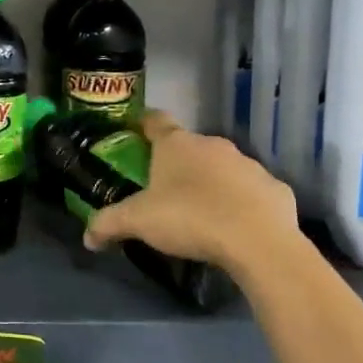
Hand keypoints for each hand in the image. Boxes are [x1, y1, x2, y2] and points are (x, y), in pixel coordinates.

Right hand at [83, 111, 305, 277]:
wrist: (258, 242)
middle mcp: (212, 145)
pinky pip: (252, 192)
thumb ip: (108, 224)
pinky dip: (243, 203)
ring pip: (223, 168)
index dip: (143, 124)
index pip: (155, 120)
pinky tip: (238, 227)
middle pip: (189, 147)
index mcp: (176, 145)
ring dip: (212, 182)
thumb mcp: (138, 222)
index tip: (136, 132)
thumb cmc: (189, 218)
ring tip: (203, 212)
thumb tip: (87, 238)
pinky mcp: (275, 188)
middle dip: (178, 163)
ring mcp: (248, 164)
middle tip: (165, 189)